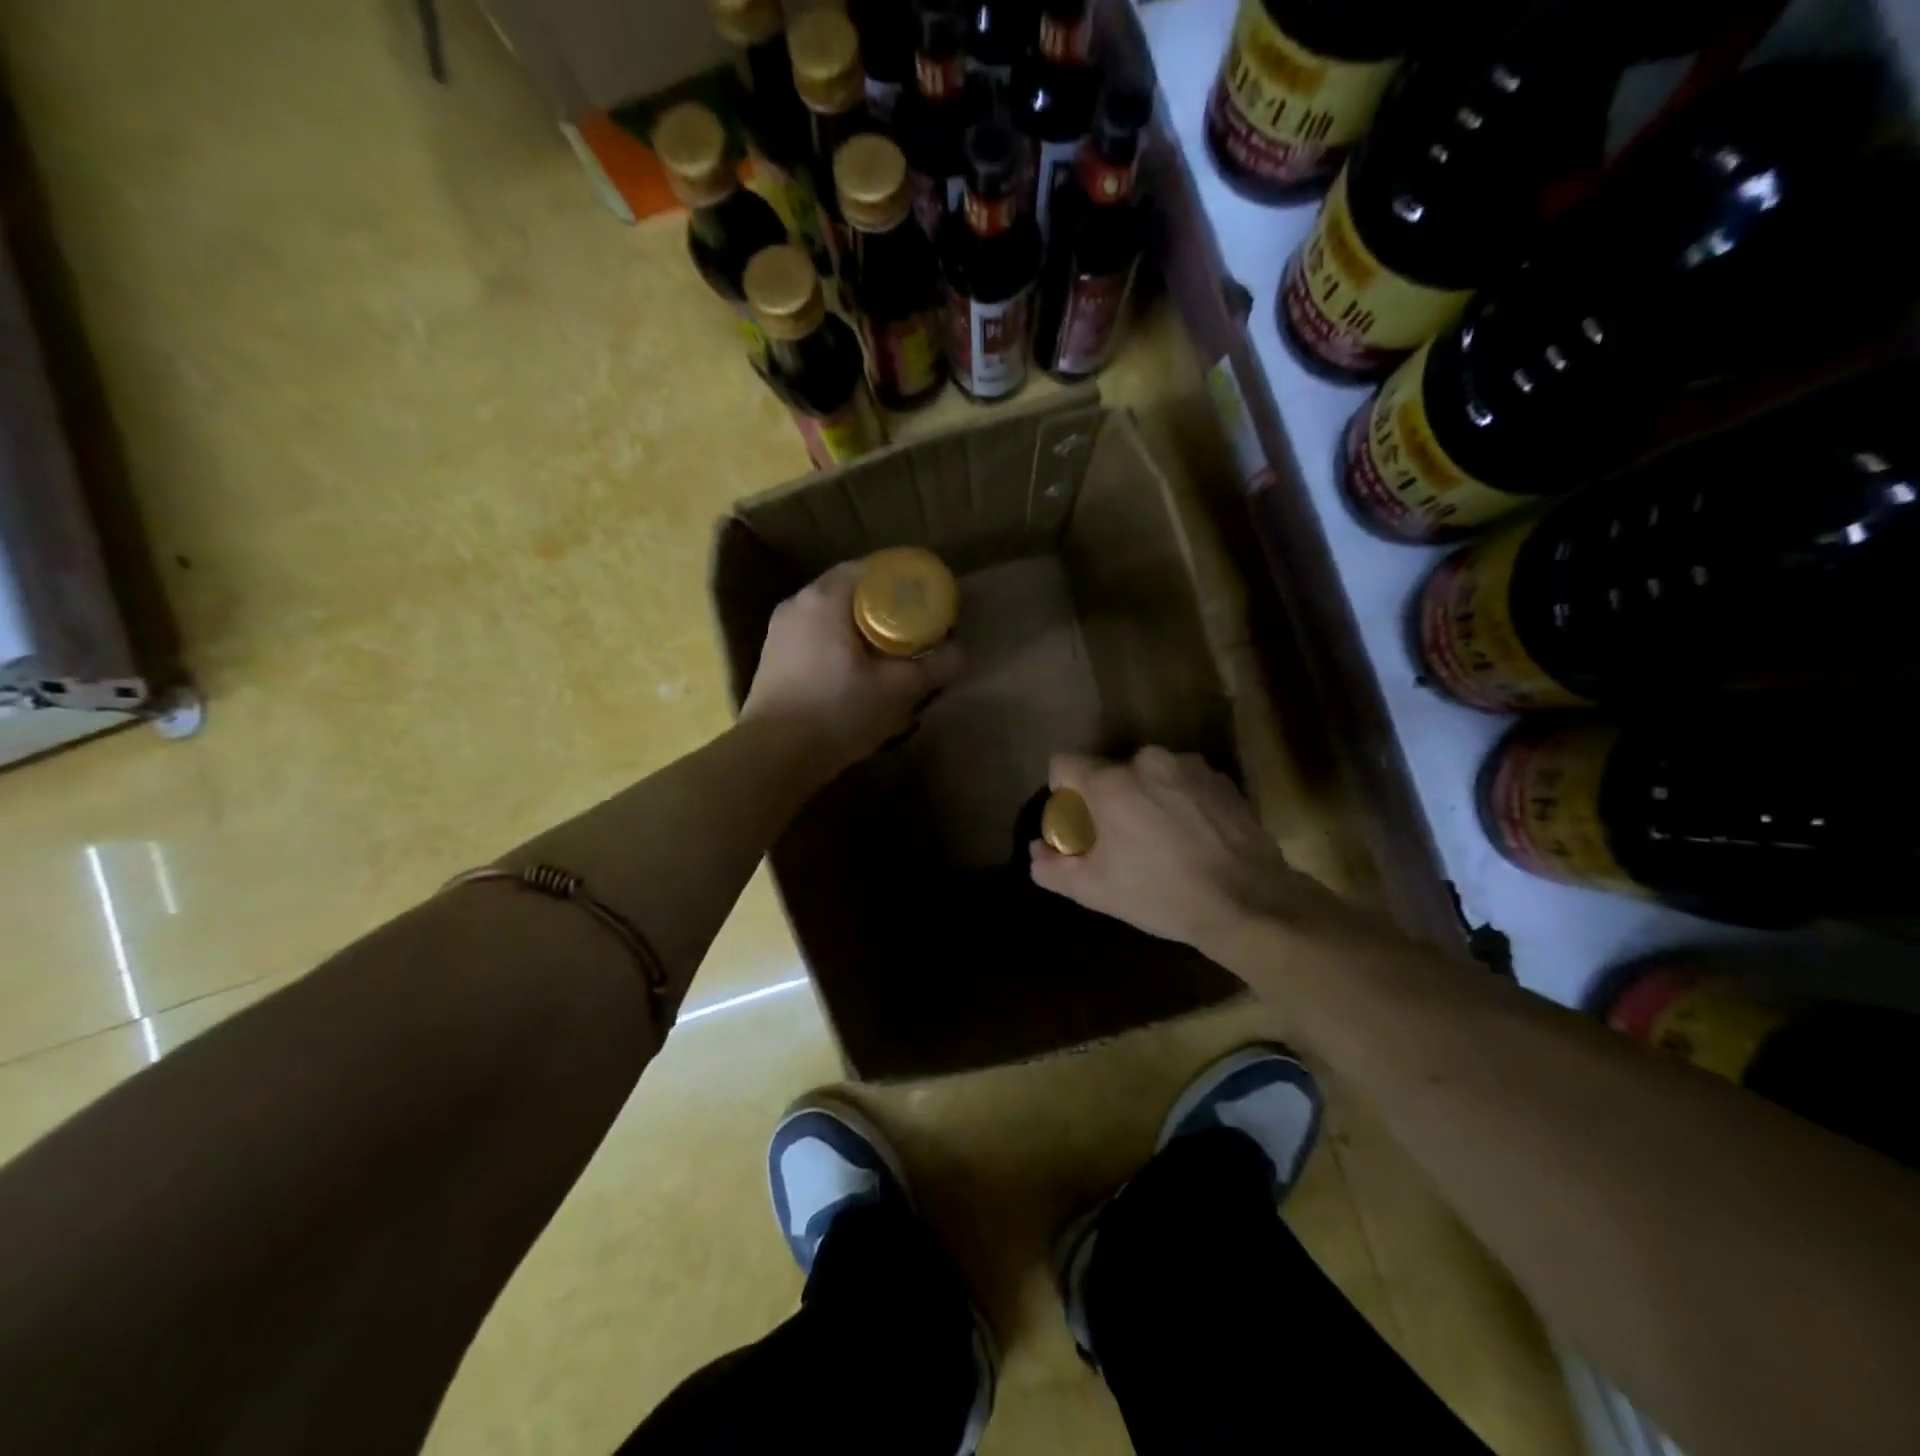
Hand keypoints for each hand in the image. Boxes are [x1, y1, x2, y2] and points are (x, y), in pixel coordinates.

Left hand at [742, 562, 963, 773]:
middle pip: (852, 591)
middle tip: (917, 628)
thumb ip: (933, 667)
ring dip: (862, 627)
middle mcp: (798, 603)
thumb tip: (961, 653)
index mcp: (825, 597)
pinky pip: (817, 636)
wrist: (774, 756)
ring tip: (891, 651)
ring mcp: (780, 631)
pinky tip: (859, 671)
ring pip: (833, 616)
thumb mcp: (897, 690)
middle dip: (886, 606)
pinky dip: (842, 643)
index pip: (872, 569)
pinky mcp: (774, 659)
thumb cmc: (837, 712)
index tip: (929, 601)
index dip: (905, 581)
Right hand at [1029, 747, 1359, 964]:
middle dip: (1108, 799)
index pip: (1063, 764)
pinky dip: (1179, 799)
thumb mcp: (1095, 891)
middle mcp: (1146, 761)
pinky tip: (1193, 836)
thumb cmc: (1160, 895)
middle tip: (1122, 840)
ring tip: (1162, 839)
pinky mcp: (1220, 777)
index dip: (1063, 792)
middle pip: (1109, 772)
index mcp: (1109, 783)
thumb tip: (1036, 850)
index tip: (1077, 823)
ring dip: (1145, 797)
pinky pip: (1183, 780)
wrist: (1247, 902)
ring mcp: (1188, 765)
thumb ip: (1052, 867)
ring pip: (1148, 774)